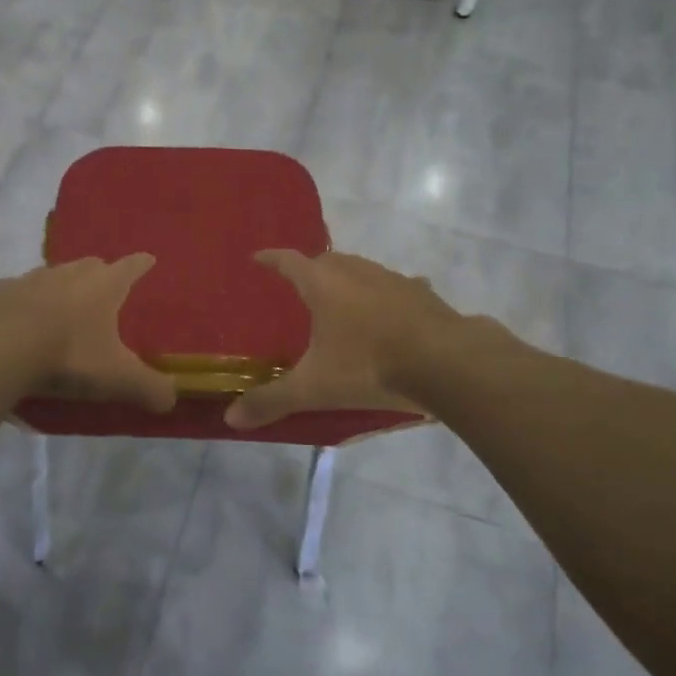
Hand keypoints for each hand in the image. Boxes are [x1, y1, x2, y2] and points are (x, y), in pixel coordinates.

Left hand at [0, 255, 175, 412]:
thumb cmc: (68, 355)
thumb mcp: (117, 378)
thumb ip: (149, 388)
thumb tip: (171, 399)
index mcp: (103, 285)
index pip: (131, 266)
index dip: (142, 264)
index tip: (148, 260)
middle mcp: (69, 273)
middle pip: (91, 265)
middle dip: (100, 275)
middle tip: (105, 293)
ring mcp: (30, 279)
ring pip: (53, 275)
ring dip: (61, 288)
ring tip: (63, 310)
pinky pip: (18, 294)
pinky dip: (25, 304)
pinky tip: (22, 324)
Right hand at [225, 250, 469, 428]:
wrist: (445, 363)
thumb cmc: (369, 366)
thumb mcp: (314, 388)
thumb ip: (272, 400)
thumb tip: (230, 418)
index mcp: (323, 284)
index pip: (288, 261)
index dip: (271, 259)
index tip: (257, 258)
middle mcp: (356, 272)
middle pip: (326, 261)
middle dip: (310, 269)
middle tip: (299, 286)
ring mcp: (393, 279)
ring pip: (362, 270)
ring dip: (348, 279)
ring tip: (341, 298)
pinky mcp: (422, 295)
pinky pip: (398, 287)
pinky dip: (387, 295)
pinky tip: (392, 310)